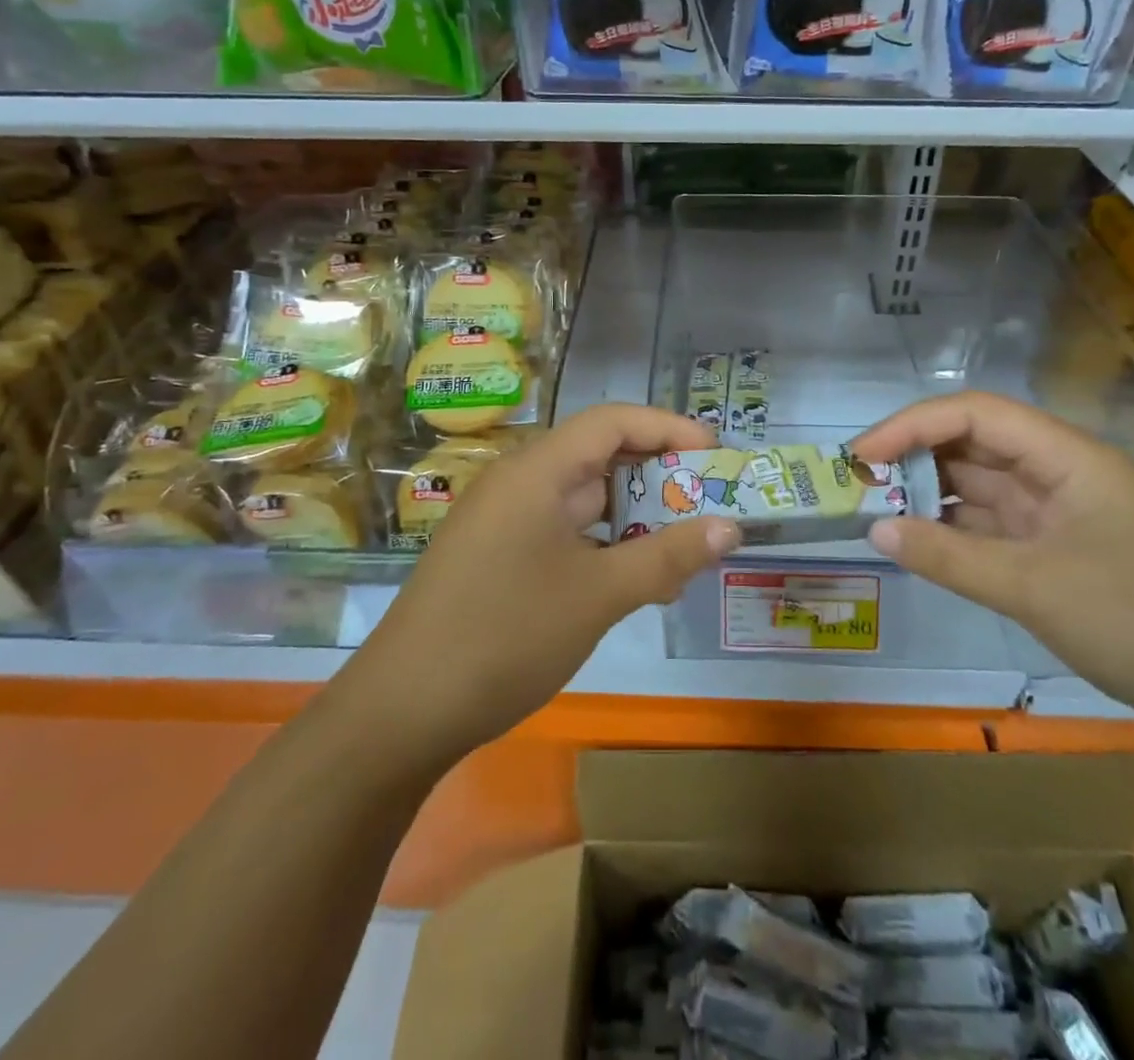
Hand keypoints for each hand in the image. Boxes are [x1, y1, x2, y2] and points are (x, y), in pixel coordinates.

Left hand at [354, 404, 739, 763]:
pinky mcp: (499, 556)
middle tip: (710, 501)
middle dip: (658, 476)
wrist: (403, 711)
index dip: (667, 428)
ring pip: (584, 500)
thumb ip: (667, 556)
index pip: (612, 422)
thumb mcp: (599, 595)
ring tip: (684, 545)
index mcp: (537, 470)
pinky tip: (636, 579)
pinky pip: (564, 532)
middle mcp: (519, 482)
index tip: (715, 453)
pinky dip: (604, 545)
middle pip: (599, 456)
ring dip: (634, 517)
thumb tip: (730, 528)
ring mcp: (505, 521)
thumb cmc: (507, 635)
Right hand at [850, 392, 1133, 739]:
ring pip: (979, 486)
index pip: (975, 414)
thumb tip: (875, 528)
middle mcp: (1060, 472)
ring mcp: (1059, 512)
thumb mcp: (1033, 588)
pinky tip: (916, 541)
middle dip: (913, 457)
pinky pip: (992, 525)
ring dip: (929, 495)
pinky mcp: (1058, 549)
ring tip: (873, 509)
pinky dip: (953, 530)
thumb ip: (948, 556)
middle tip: (857, 483)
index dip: (911, 425)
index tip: (861, 455)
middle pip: (973, 444)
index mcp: (1066, 457)